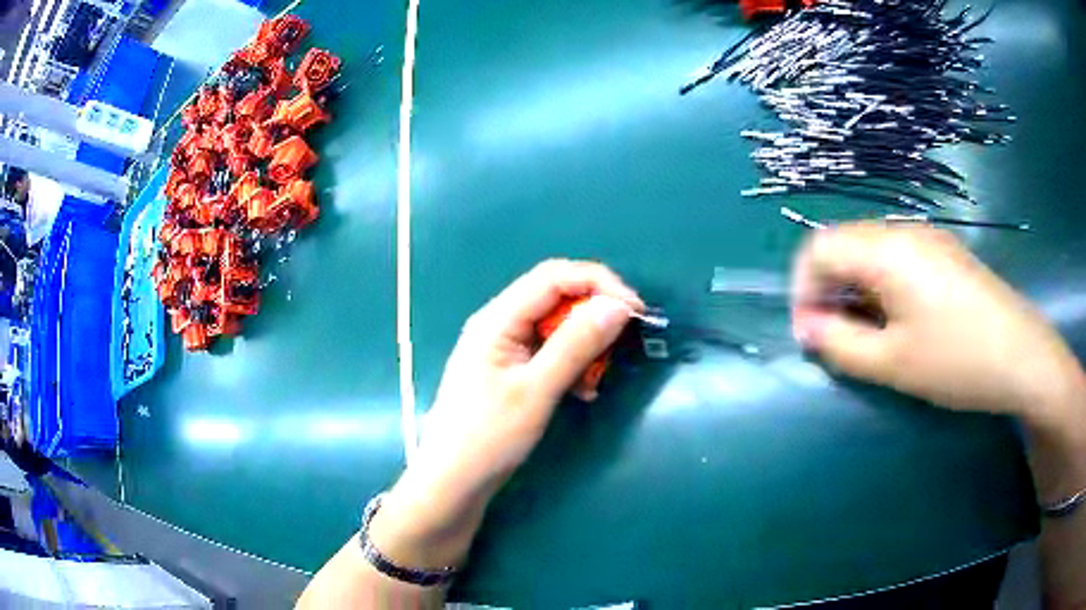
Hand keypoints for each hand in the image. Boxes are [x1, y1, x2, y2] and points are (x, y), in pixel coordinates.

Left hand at [373, 260, 641, 567]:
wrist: (453, 482)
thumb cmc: (489, 436)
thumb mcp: (537, 390)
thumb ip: (576, 345)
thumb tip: (617, 306)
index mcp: (498, 319)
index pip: (554, 276)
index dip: (599, 284)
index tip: (635, 310)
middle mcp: (500, 324)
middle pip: (555, 297)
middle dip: (593, 315)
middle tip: (622, 342)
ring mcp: (504, 348)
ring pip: (556, 327)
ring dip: (585, 345)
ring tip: (598, 377)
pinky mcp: (511, 371)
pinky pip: (550, 353)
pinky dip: (572, 365)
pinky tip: (583, 391)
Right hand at [790, 223, 1084, 428]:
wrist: (1020, 354)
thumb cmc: (956, 360)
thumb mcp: (892, 364)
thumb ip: (840, 343)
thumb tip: (808, 327)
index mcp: (887, 250)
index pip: (819, 247)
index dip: (803, 288)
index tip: (811, 333)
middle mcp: (903, 230)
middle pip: (843, 244)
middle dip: (828, 289)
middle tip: (836, 338)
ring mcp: (927, 237)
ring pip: (869, 250)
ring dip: (854, 288)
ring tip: (867, 332)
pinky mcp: (943, 252)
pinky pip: (896, 257)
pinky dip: (881, 284)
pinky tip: (898, 318)